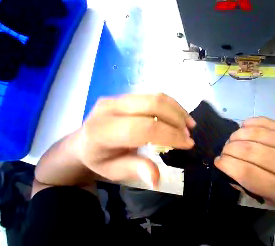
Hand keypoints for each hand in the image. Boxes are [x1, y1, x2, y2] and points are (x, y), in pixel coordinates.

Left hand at [70, 93, 195, 186]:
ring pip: (158, 98)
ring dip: (178, 111)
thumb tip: (157, 178)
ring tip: (189, 124)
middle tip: (188, 134)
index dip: (171, 135)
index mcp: (103, 130)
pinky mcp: (130, 95)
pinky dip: (173, 106)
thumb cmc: (100, 158)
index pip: (145, 128)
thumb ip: (136, 170)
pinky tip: (181, 115)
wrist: (85, 140)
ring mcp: (121, 98)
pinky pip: (157, 96)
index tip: (188, 144)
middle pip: (154, 106)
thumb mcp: (114, 171)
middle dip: (177, 120)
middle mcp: (111, 107)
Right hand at [215, 117, 274, 207]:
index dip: (227, 164)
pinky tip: (244, 128)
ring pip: (254, 134)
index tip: (218, 161)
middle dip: (229, 149)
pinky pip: (263, 122)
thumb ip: (243, 184)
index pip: (247, 172)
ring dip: (236, 136)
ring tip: (232, 140)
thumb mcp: (267, 198)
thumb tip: (225, 165)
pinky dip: (249, 123)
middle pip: (249, 150)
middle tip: (225, 150)